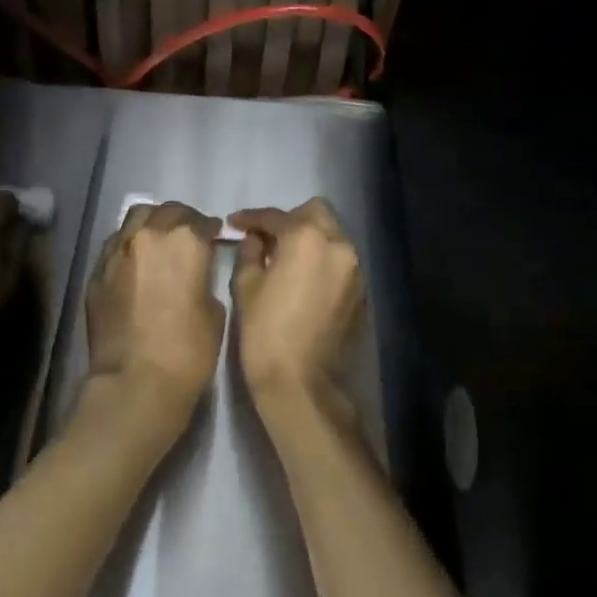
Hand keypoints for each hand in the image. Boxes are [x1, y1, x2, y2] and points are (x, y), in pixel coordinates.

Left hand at [81, 200, 224, 445]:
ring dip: (150, 225)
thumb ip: (204, 280)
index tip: (214, 238)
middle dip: (180, 220)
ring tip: (157, 243)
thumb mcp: (215, 311)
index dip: (210, 229)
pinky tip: (135, 265)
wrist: (135, 382)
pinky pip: (115, 245)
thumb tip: (194, 275)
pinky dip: (128, 246)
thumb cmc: (188, 350)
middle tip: (187, 236)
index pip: (201, 221)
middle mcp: (148, 235)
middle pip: (165, 212)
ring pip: (134, 220)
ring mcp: (117, 251)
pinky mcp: (96, 272)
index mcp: (185, 240)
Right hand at [229, 199, 365, 416]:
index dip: (251, 218)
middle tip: (267, 239)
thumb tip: (256, 239)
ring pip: (332, 235)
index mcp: (306, 238)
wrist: (302, 383)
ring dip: (310, 239)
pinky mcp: (361, 291)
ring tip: (285, 259)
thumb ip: (250, 252)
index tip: (235, 224)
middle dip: (290, 220)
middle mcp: (338, 244)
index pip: (275, 216)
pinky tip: (304, 281)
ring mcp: (355, 268)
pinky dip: (323, 261)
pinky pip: (340, 261)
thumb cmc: (266, 332)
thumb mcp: (246, 287)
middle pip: (316, 213)